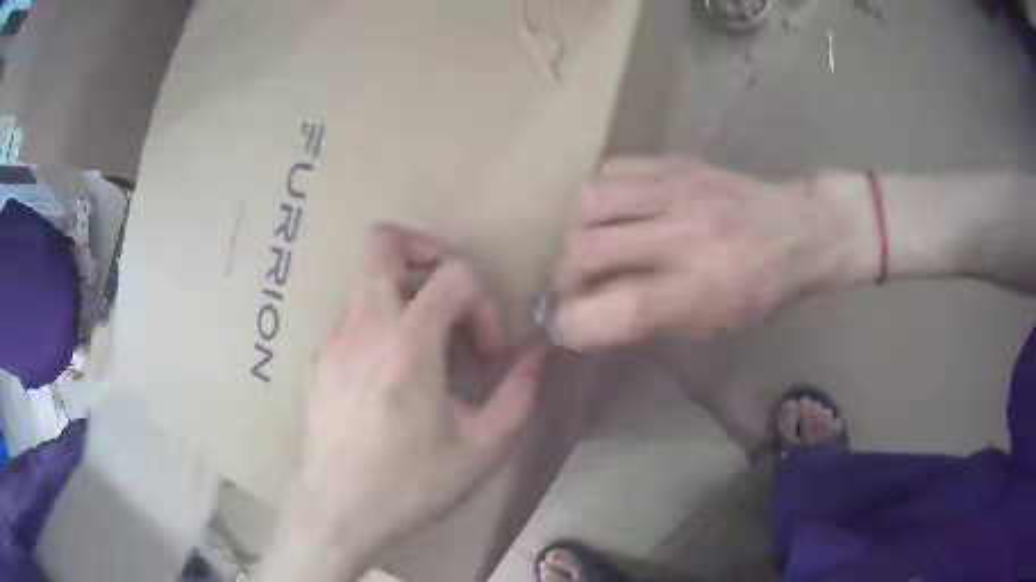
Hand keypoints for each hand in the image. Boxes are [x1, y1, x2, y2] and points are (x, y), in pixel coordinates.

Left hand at [258, 225, 546, 581]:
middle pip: (384, 242)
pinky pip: (352, 317)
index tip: (486, 353)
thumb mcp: (484, 448)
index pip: (454, 273)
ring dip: (404, 294)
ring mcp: (333, 340)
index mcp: (408, 344)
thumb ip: (520, 393)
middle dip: (426, 251)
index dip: (483, 302)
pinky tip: (391, 374)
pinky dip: (380, 324)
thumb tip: (538, 354)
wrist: (338, 511)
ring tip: (425, 346)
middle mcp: (364, 327)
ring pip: (367, 280)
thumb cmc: (411, 485)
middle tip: (449, 295)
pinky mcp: (319, 359)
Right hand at [552, 157, 876, 349]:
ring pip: (590, 202)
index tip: (563, 326)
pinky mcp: (676, 163)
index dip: (575, 323)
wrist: (801, 230)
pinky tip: (614, 211)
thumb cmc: (761, 290)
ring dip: (577, 231)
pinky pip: (611, 170)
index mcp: (704, 289)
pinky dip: (600, 197)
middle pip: (588, 248)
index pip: (621, 308)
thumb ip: (649, 323)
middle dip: (566, 275)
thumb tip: (588, 319)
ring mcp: (679, 191)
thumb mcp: (714, 325)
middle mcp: (687, 236)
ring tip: (593, 244)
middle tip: (578, 285)